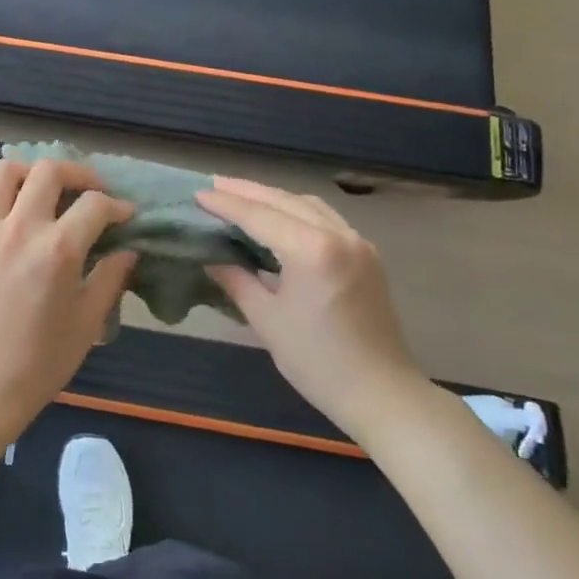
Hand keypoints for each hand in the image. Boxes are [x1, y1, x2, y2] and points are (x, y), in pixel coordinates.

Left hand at [0, 158, 138, 438]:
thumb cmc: (41, 361)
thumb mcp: (88, 322)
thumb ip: (110, 278)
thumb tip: (127, 250)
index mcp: (58, 250)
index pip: (95, 205)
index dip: (117, 205)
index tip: (124, 215)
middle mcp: (20, 229)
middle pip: (49, 171)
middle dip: (78, 174)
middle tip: (87, 191)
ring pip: (4, 172)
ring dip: (29, 174)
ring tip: (40, 192)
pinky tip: (2, 214)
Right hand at [196, 177, 423, 437]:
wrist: (381, 393)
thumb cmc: (317, 361)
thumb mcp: (266, 320)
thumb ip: (236, 280)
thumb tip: (211, 257)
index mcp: (312, 250)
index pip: (259, 216)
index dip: (225, 204)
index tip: (197, 194)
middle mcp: (338, 235)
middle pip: (284, 200)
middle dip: (247, 191)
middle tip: (213, 185)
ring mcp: (358, 242)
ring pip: (308, 204)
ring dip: (273, 197)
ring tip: (241, 196)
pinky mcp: (367, 254)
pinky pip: (325, 218)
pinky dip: (296, 211)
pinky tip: (278, 218)